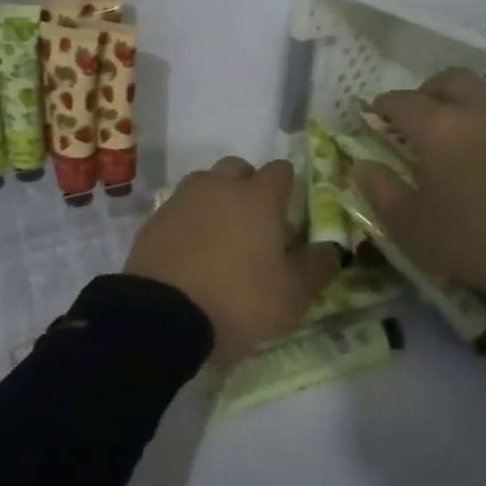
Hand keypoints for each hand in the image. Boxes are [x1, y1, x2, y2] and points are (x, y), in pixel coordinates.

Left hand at [124, 156, 338, 361]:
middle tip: (255, 224)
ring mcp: (183, 198)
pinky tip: (191, 250)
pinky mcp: (155, 218)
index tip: (289, 215)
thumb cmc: (239, 300)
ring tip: (220, 236)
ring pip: (206, 183)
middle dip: (249, 187)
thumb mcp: (292, 296)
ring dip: (216, 200)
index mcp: (259, 197)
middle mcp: (220, 186)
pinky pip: (180, 207)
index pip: (281, 170)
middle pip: (239, 169)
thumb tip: (330, 250)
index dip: (288, 188)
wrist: (163, 316)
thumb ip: (317, 267)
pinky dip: (189, 220)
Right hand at [353, 69, 485, 305]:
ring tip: (456, 138)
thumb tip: (363, 166)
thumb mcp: (411, 226)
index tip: (372, 121)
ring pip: (483, 94)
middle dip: (425, 93)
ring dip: (462, 105)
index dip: (380, 108)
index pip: (399, 100)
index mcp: (437, 126)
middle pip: (446, 81)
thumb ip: (380, 190)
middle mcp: (477, 109)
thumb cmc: (473, 241)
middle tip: (416, 121)